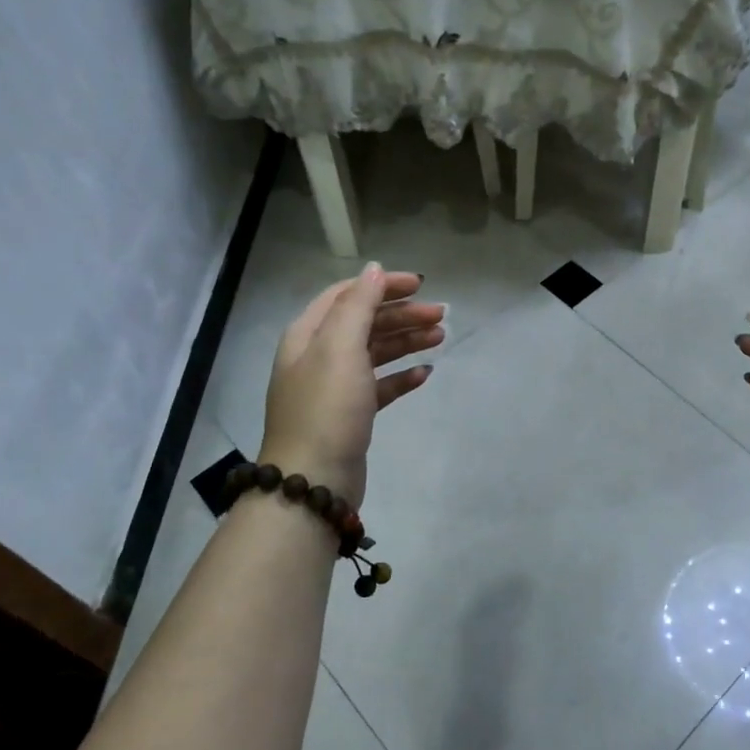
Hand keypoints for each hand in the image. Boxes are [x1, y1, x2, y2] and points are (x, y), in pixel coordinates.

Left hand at [259, 264, 442, 506]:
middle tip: (441, 315)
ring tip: (440, 338)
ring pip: (374, 353)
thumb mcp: (340, 347)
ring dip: (406, 341)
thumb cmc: (327, 407)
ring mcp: (334, 387)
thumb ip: (358, 304)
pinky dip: (401, 377)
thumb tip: (374, 268)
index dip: (382, 285)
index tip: (421, 285)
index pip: (347, 295)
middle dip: (402, 314)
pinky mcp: (350, 415)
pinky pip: (379, 386)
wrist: (313, 481)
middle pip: (364, 323)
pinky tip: (425, 374)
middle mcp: (318, 356)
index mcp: (308, 334)